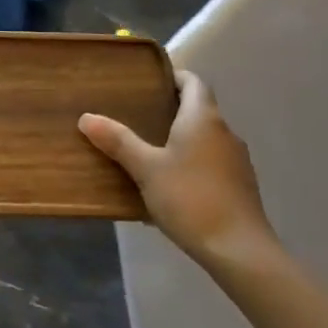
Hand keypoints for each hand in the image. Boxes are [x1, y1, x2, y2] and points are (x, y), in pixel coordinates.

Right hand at [79, 70, 277, 268]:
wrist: (239, 250)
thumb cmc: (190, 198)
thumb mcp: (146, 169)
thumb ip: (118, 141)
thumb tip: (87, 117)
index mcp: (203, 118)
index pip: (193, 81)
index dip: (173, 76)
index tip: (149, 82)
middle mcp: (225, 132)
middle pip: (199, 109)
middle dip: (170, 110)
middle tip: (137, 116)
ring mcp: (237, 160)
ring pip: (205, 139)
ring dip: (181, 140)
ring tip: (149, 152)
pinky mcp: (241, 187)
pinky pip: (211, 164)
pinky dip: (191, 165)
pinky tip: (170, 187)